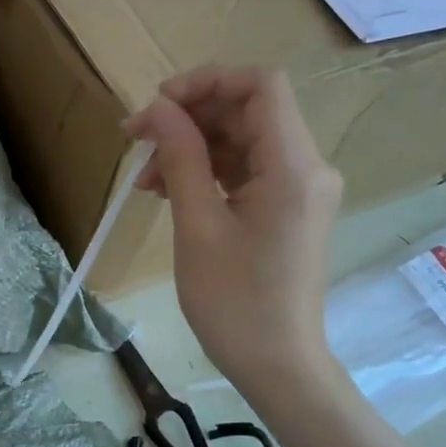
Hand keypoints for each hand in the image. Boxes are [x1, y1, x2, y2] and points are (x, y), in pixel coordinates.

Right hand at [129, 67, 343, 397]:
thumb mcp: (197, 225)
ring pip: (243, 139)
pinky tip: (169, 190)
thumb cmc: (234, 302)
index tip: (159, 105)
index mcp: (293, 167)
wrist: (277, 365)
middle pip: (248, 111)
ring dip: (193, 146)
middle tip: (138, 141)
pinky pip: (247, 169)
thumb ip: (181, 157)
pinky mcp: (288, 208)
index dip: (207, 81)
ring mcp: (300, 189)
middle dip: (190, 117)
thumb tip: (156, 109)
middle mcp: (307, 167)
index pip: (261, 86)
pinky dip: (208, 170)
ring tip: (146, 178)